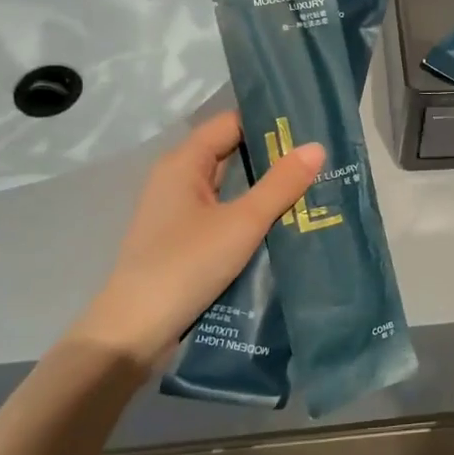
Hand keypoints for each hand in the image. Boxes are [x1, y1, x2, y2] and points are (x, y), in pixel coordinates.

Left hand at [70, 111, 323, 372]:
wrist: (134, 333)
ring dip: (263, 186)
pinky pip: (223, 212)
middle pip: (230, 152)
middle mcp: (177, 179)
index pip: (231, 123)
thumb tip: (316, 147)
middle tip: (319, 158)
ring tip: (311, 186)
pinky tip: (282, 221)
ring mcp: (178, 212)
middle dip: (272, 155)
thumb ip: (280, 184)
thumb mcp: (243, 222)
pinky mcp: (183, 240)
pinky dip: (250, 212)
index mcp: (183, 163)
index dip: (268, 122)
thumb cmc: (186, 265)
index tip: (309, 126)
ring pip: (229, 186)